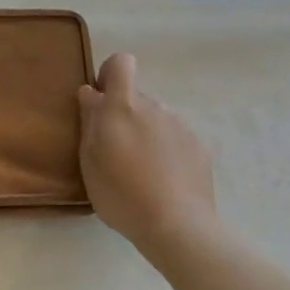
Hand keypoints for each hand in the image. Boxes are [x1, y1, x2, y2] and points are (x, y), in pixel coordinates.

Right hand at [78, 53, 216, 258]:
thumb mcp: (89, 160)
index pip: (121, 63)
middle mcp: (155, 106)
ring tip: (144, 173)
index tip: (103, 100)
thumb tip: (91, 92)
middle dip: (126, 115)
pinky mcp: (200, 147)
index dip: (111, 74)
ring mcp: (180, 125)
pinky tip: (166, 182)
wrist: (178, 227)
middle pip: (137, 97)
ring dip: (148, 134)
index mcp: (124, 105)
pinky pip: (177, 139)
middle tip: (118, 152)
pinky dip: (169, 152)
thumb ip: (90, 120)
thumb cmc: (122, 194)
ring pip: (157, 119)